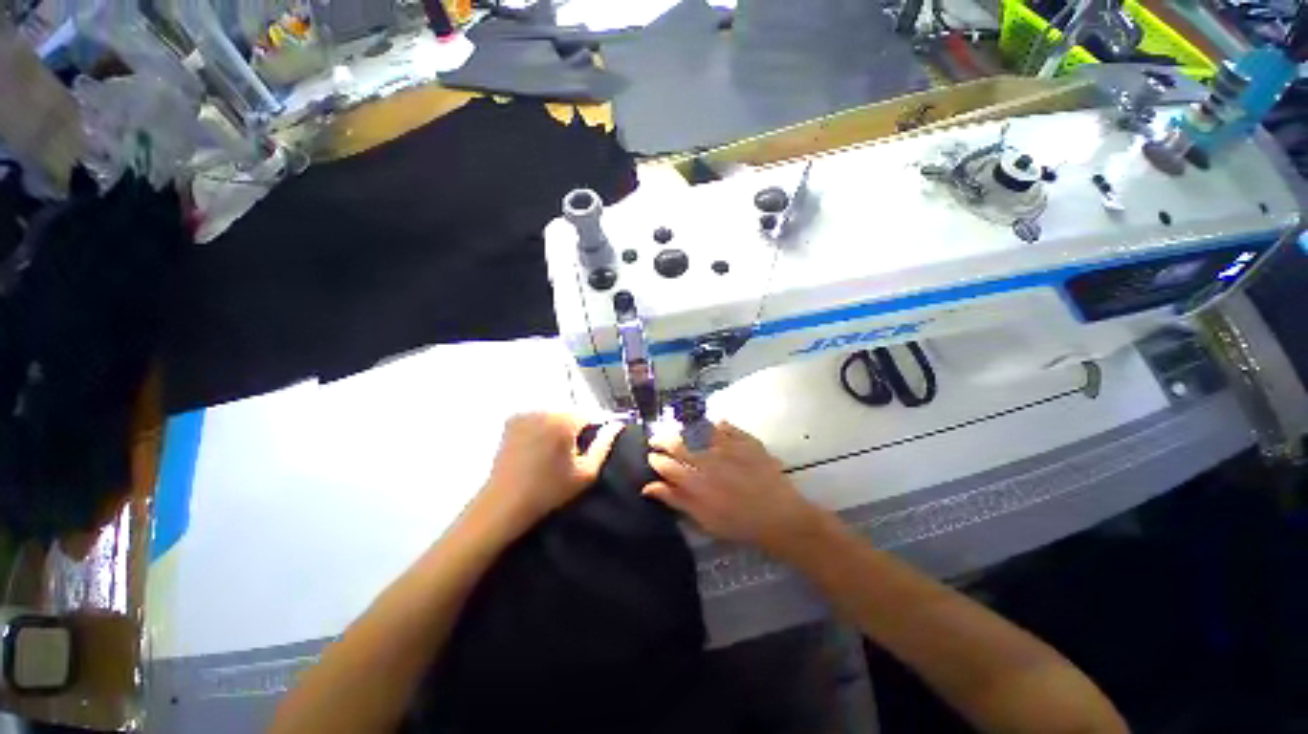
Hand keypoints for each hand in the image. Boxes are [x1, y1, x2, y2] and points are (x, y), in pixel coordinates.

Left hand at [476, 413, 621, 534]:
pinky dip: (541, 428)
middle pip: (570, 413)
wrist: (504, 504)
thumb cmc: (549, 491)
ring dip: (557, 428)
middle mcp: (543, 410)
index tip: (585, 451)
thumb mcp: (586, 472)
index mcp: (563, 420)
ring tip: (552, 454)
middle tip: (569, 455)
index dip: (592, 432)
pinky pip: (537, 418)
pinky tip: (536, 449)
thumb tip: (617, 425)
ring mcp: (524, 414)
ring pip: (553, 415)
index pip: (589, 414)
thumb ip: (604, 444)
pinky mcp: (511, 421)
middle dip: (574, 429)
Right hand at [643, 422, 824, 555]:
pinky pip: (727, 427)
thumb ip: (675, 500)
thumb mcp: (703, 518)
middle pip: (678, 445)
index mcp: (693, 480)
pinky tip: (717, 425)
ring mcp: (726, 447)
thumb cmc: (739, 524)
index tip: (651, 456)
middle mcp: (705, 459)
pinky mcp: (744, 441)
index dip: (656, 459)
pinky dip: (720, 425)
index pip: (666, 464)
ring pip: (699, 433)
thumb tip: (648, 487)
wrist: (780, 517)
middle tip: (657, 439)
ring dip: (689, 432)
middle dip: (663, 440)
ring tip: (685, 432)